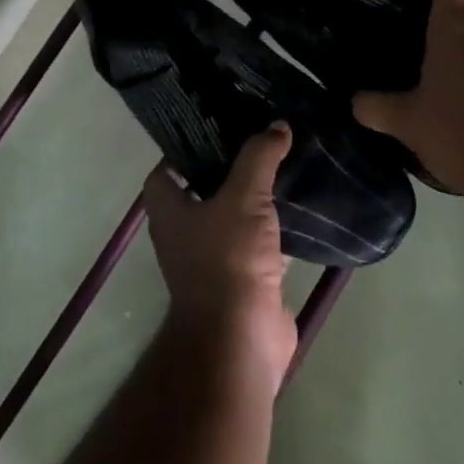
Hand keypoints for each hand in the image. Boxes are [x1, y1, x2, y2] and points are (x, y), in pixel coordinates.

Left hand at [143, 123, 297, 386]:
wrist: (242, 338)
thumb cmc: (228, 260)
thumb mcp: (243, 197)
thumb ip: (259, 158)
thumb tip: (277, 125)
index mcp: (170, 212)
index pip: (164, 172)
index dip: (183, 149)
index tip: (215, 127)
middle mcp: (186, 234)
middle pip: (202, 191)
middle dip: (228, 167)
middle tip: (258, 139)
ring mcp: (215, 259)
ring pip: (234, 216)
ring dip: (254, 196)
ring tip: (282, 163)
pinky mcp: (246, 278)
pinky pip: (260, 242)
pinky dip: (275, 227)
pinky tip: (299, 206)